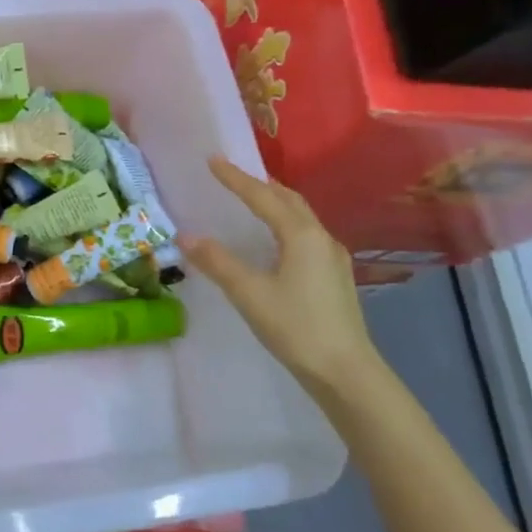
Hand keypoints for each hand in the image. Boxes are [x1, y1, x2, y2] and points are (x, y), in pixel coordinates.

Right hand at [183, 158, 381, 396]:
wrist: (346, 371)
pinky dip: (285, 224)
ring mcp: (332, 258)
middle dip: (260, 185)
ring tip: (253, 200)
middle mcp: (320, 238)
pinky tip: (276, 241)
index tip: (213, 160)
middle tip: (234, 176)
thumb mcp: (249, 293)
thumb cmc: (296, 327)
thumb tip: (186, 236)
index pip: (262, 197)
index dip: (236, 178)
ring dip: (276, 203)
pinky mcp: (335, 277)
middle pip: (289, 200)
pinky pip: (306, 235)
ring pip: (301, 217)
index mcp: (301, 235)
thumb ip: (217, 262)